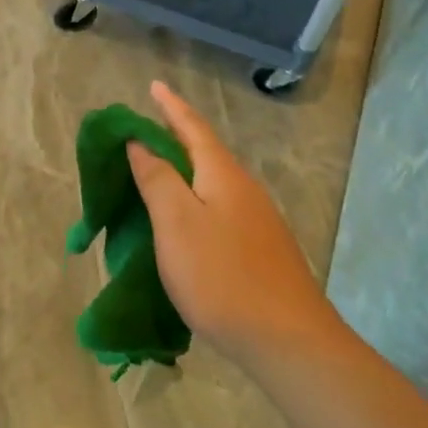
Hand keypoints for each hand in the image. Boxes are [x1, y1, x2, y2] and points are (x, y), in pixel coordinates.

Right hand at [127, 81, 336, 368]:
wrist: (288, 341)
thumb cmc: (222, 276)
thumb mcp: (176, 224)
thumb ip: (157, 180)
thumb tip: (139, 143)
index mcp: (222, 175)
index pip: (192, 128)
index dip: (171, 106)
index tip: (154, 86)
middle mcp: (244, 189)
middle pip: (205, 152)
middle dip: (176, 137)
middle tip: (145, 130)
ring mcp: (257, 221)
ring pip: (213, 182)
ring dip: (185, 170)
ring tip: (158, 172)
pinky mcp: (261, 249)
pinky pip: (220, 207)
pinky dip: (195, 199)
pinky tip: (187, 220)